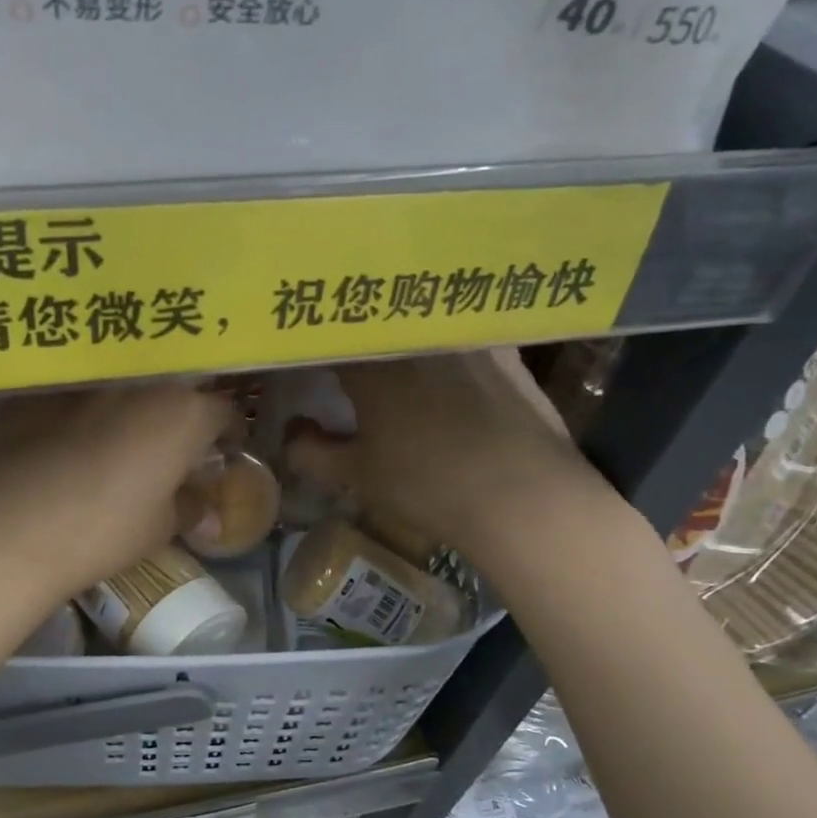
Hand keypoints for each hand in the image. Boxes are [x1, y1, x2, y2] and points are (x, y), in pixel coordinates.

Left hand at [0, 383, 235, 602]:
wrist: (5, 529)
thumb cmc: (101, 531)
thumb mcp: (158, 529)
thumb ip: (190, 509)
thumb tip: (206, 512)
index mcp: (181, 413)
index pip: (223, 410)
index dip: (225, 433)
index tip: (218, 452)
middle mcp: (138, 382)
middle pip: (173, 387)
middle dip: (177, 412)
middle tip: (168, 446)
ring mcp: (84, 380)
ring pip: (121, 385)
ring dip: (128, 406)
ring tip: (114, 439)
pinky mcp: (37, 389)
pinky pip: (73, 393)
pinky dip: (79, 410)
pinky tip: (63, 440)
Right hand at [284, 350, 597, 560]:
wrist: (524, 498)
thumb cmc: (429, 486)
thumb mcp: (358, 475)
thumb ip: (312, 453)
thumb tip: (292, 431)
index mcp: (371, 360)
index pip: (325, 337)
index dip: (308, 347)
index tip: (301, 362)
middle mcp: (415, 332)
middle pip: (370, 320)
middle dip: (351, 334)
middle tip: (342, 356)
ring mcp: (463, 334)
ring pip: (416, 319)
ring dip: (396, 330)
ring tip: (390, 352)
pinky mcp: (502, 345)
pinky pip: (459, 329)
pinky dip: (440, 339)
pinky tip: (442, 360)